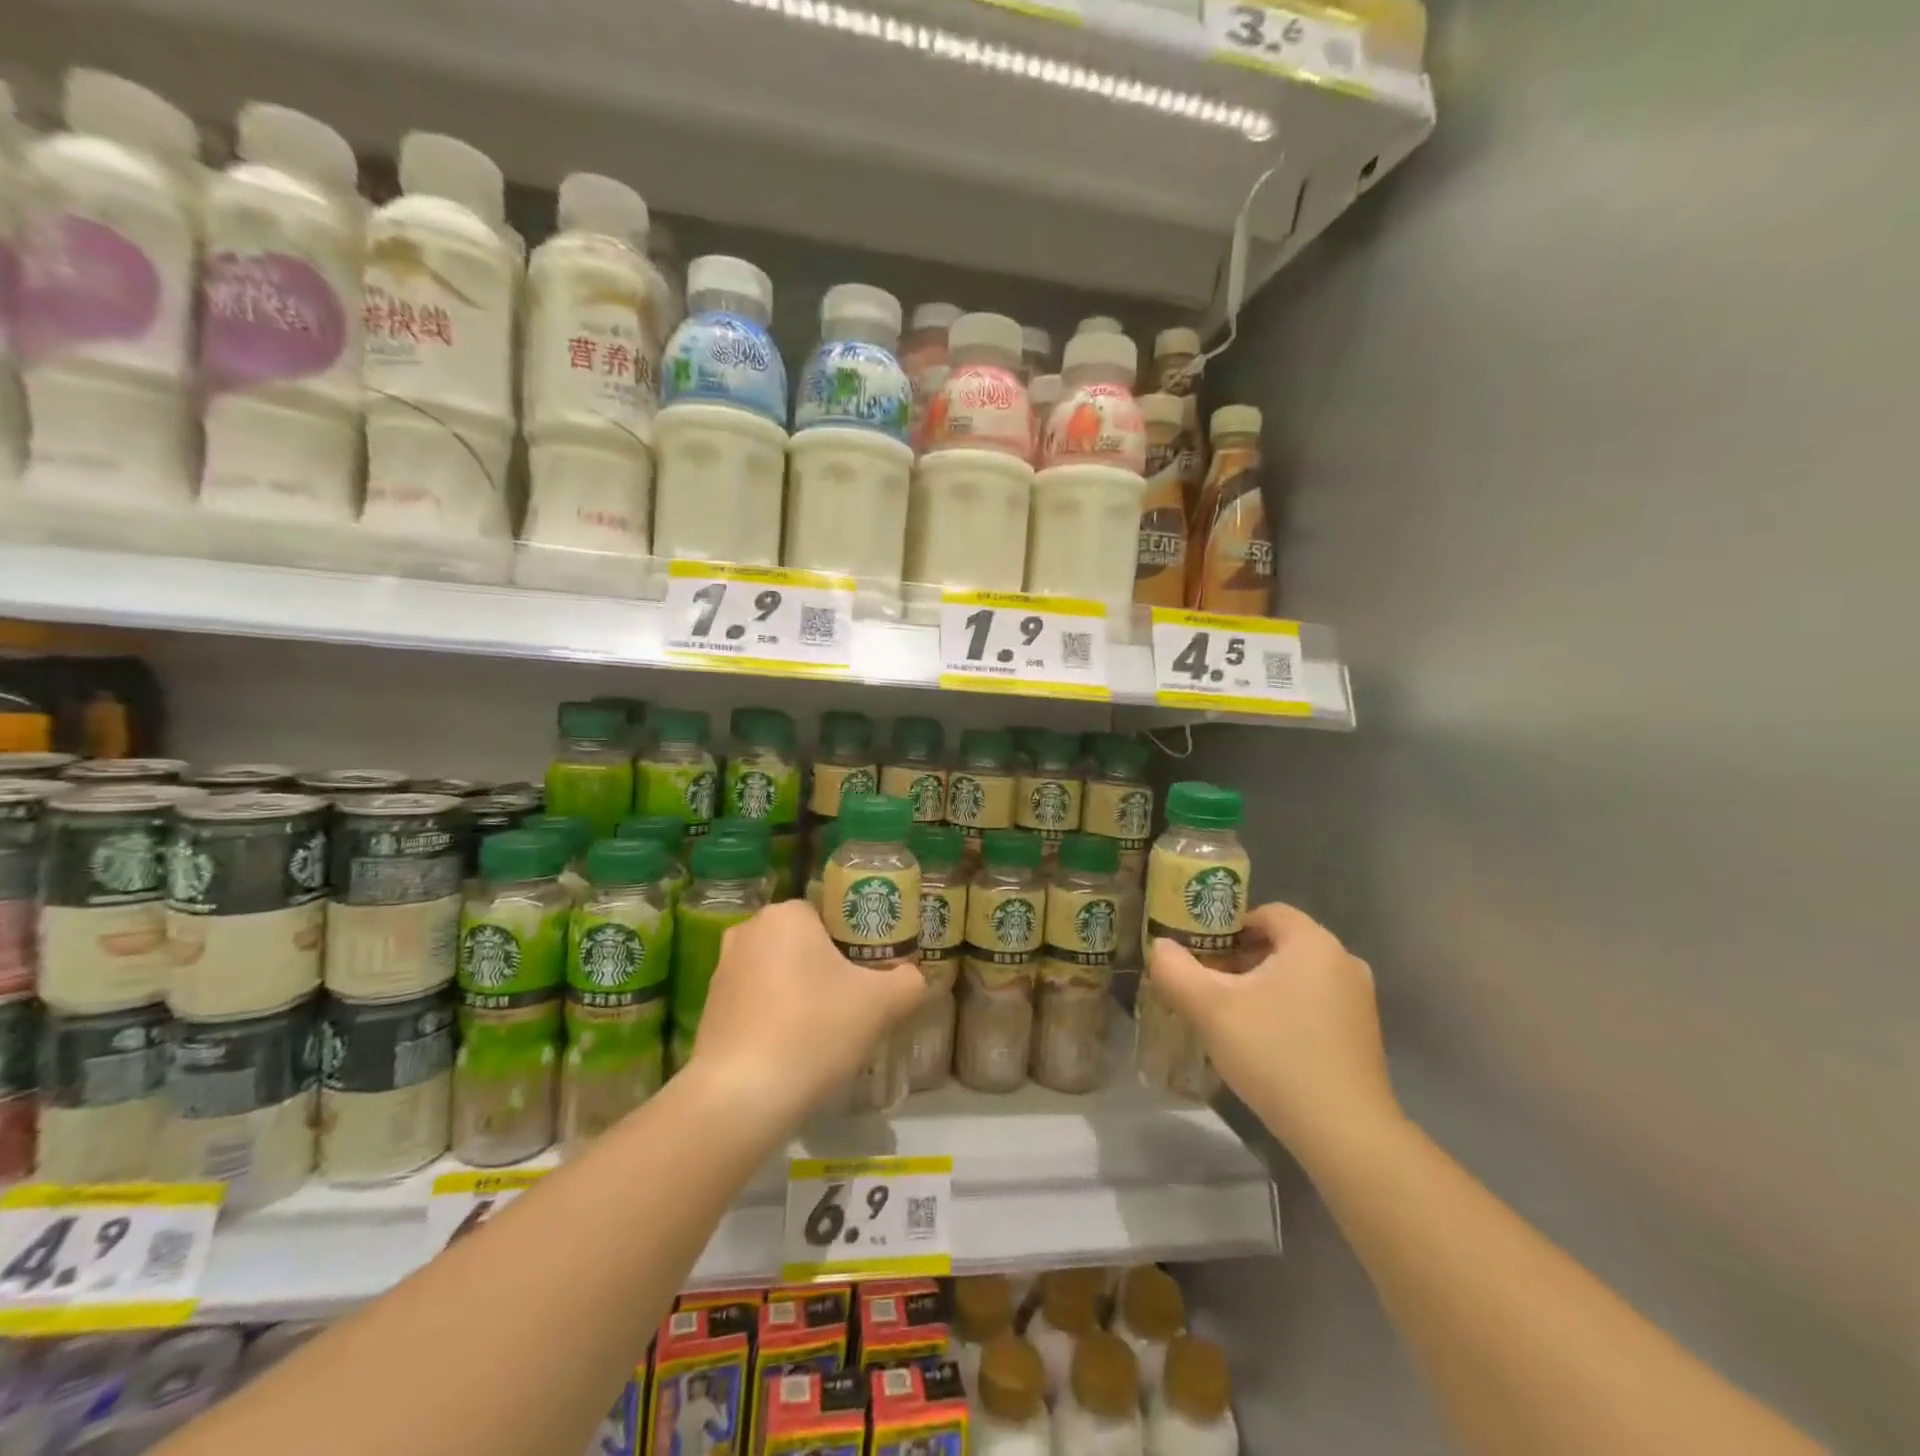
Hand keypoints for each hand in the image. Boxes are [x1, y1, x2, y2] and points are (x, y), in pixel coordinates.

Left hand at [686, 901, 928, 1129]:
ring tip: (827, 1032)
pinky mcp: (709, 1009)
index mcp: (787, 914)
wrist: (740, 1098)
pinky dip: (776, 1018)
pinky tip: (794, 1051)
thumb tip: (916, 978)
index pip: (832, 915)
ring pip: (779, 973)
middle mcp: (748, 931)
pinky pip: (756, 1003)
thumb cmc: (814, 1030)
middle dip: (829, 969)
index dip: (857, 943)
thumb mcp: (883, 1004)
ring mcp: (722, 971)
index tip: (872, 975)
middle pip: (805, 943)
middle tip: (856, 1004)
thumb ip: (910, 981)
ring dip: (801, 994)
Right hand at [1148, 903, 1400, 1163]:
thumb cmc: (1275, 1054)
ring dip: (1259, 987)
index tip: (1199, 953)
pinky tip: (1261, 1043)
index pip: (1265, 912)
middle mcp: (1343, 961)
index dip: (1226, 926)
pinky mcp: (1362, 1035)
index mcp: (1313, 942)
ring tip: (1227, 1016)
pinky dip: (1285, 1010)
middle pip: (1279, 943)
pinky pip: (1314, 1003)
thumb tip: (1160, 946)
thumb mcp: (1209, 1008)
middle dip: (1238, 959)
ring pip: (1295, 976)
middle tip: (1206, 985)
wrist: (1344, 1133)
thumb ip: (1175, 969)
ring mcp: (1358, 1000)